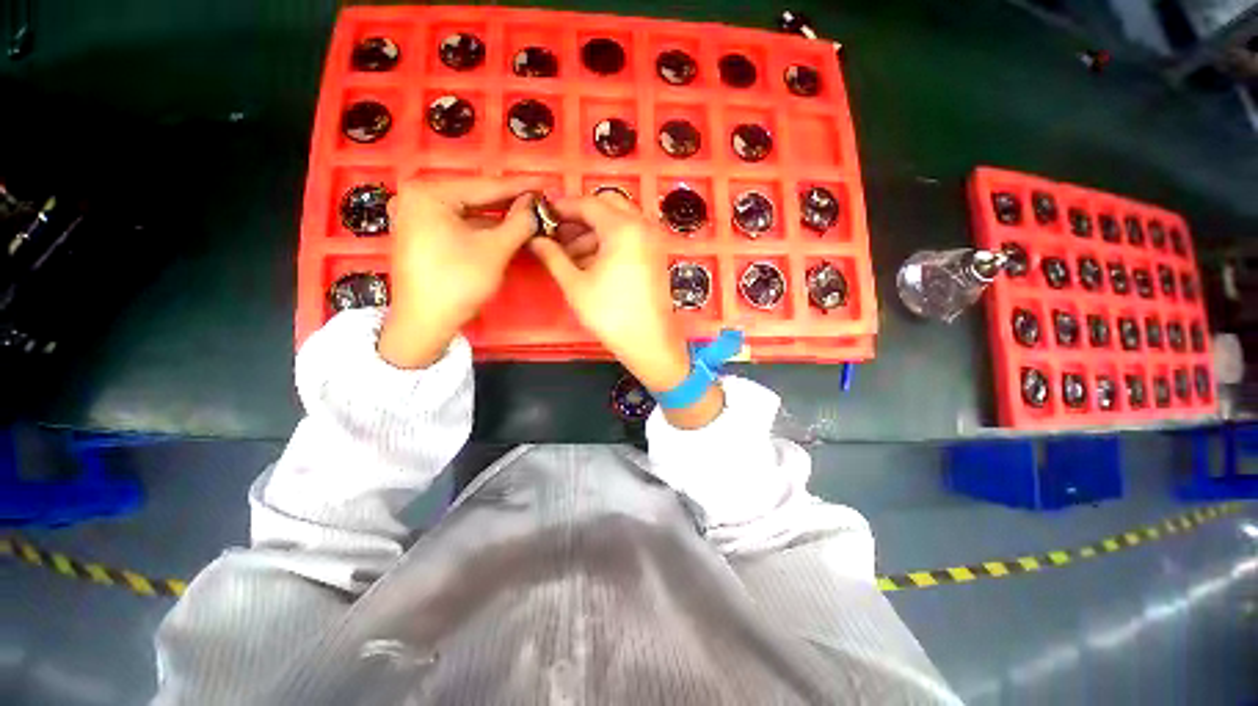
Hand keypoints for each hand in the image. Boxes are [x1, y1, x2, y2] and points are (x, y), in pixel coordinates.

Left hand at [378, 177, 540, 368]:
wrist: (425, 322)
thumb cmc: (458, 281)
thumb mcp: (495, 250)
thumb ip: (519, 223)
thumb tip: (535, 206)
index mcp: (430, 193)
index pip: (485, 186)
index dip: (519, 188)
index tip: (544, 184)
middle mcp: (419, 198)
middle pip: (475, 197)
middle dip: (509, 202)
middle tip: (540, 201)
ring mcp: (417, 217)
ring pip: (469, 212)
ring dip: (499, 217)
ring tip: (528, 215)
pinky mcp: (423, 235)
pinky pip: (460, 225)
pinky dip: (483, 228)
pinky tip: (506, 230)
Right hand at [529, 193, 723, 427]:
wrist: (649, 342)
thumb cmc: (611, 314)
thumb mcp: (575, 285)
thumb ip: (553, 256)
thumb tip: (535, 239)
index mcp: (623, 228)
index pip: (588, 203)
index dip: (562, 207)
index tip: (543, 215)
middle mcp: (643, 226)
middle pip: (607, 205)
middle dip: (580, 216)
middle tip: (559, 234)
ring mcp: (653, 241)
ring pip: (619, 222)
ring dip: (594, 231)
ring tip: (569, 254)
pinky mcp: (656, 256)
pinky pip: (630, 237)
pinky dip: (610, 242)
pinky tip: (590, 262)